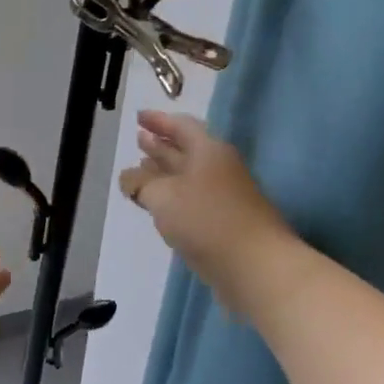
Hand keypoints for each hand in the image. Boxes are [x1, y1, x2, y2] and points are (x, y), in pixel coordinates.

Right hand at [119, 111, 294, 315]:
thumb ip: (140, 184)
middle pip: (186, 150)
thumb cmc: (206, 220)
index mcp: (208, 151)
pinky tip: (160, 206)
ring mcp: (224, 197)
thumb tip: (127, 178)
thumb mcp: (162, 196)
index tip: (138, 117)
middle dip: (160, 145)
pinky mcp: (223, 223)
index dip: (158, 120)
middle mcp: (218, 168)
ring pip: (188, 177)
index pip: (181, 126)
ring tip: (141, 170)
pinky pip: (192, 200)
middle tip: (138, 139)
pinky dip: (173, 197)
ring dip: (164, 172)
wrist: (255, 266)